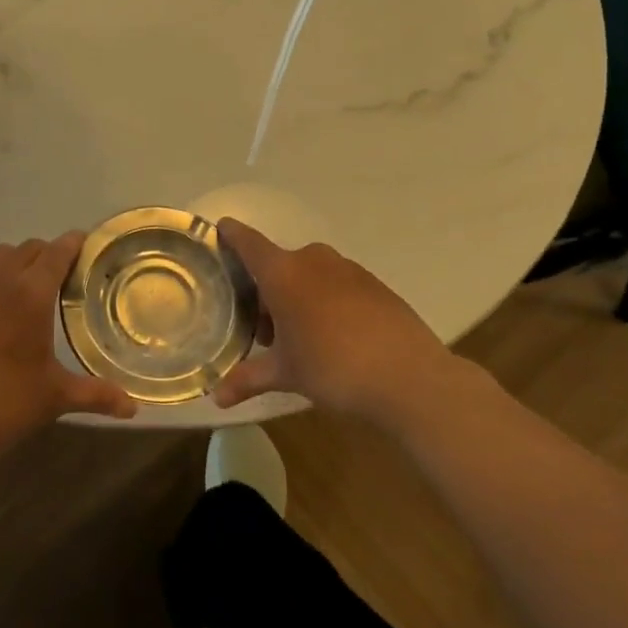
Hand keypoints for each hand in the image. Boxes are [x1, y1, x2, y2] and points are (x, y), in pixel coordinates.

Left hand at [0, 232, 135, 465]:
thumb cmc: (2, 403)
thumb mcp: (54, 397)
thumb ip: (96, 395)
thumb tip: (133, 408)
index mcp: (31, 292)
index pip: (57, 252)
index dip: (74, 244)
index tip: (87, 244)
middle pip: (28, 249)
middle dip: (48, 254)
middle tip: (64, 277)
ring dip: (17, 263)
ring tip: (28, 289)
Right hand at [211, 219, 463, 424]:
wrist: (410, 378)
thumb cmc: (333, 368)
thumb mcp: (286, 375)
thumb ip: (249, 379)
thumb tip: (217, 398)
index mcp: (283, 273)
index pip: (248, 242)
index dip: (231, 234)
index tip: (220, 229)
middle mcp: (313, 260)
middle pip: (279, 264)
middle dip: (267, 291)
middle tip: (265, 330)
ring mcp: (348, 269)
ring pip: (309, 274)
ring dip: (298, 296)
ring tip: (301, 338)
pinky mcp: (375, 284)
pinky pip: (337, 284)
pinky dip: (327, 301)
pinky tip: (335, 337)